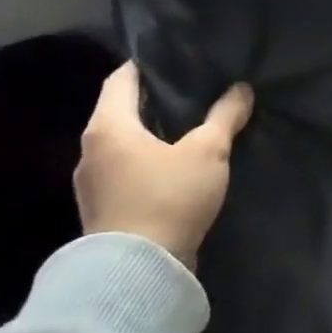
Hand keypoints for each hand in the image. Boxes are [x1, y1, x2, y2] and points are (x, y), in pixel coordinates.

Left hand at [74, 63, 254, 270]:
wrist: (138, 273)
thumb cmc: (169, 197)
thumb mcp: (208, 151)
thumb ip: (224, 117)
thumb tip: (241, 89)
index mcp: (108, 126)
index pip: (121, 78)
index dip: (146, 65)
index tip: (174, 59)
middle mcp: (90, 150)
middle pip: (119, 111)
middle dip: (152, 100)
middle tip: (190, 91)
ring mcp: (91, 184)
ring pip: (122, 144)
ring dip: (149, 134)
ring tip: (186, 130)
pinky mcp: (102, 210)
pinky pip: (124, 171)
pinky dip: (145, 161)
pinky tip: (173, 168)